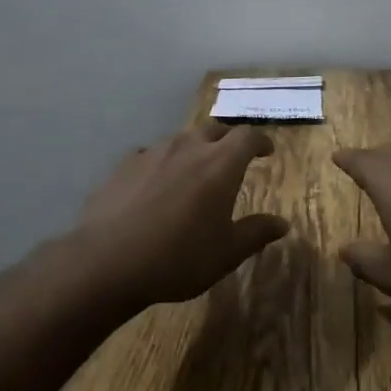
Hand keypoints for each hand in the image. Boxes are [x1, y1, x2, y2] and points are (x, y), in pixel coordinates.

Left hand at [76, 120, 289, 307]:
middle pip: (214, 128)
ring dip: (193, 149)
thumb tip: (282, 224)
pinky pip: (151, 154)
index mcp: (221, 164)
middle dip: (227, 139)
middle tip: (231, 157)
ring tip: (193, 171)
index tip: (266, 151)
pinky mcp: (124, 164)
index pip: (248, 136)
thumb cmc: (178, 258)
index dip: (260, 141)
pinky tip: (155, 184)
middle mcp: (189, 147)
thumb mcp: (226, 253)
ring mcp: (153, 152)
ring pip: (181, 139)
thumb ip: (256, 233)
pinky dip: (161, 163)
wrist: (108, 261)